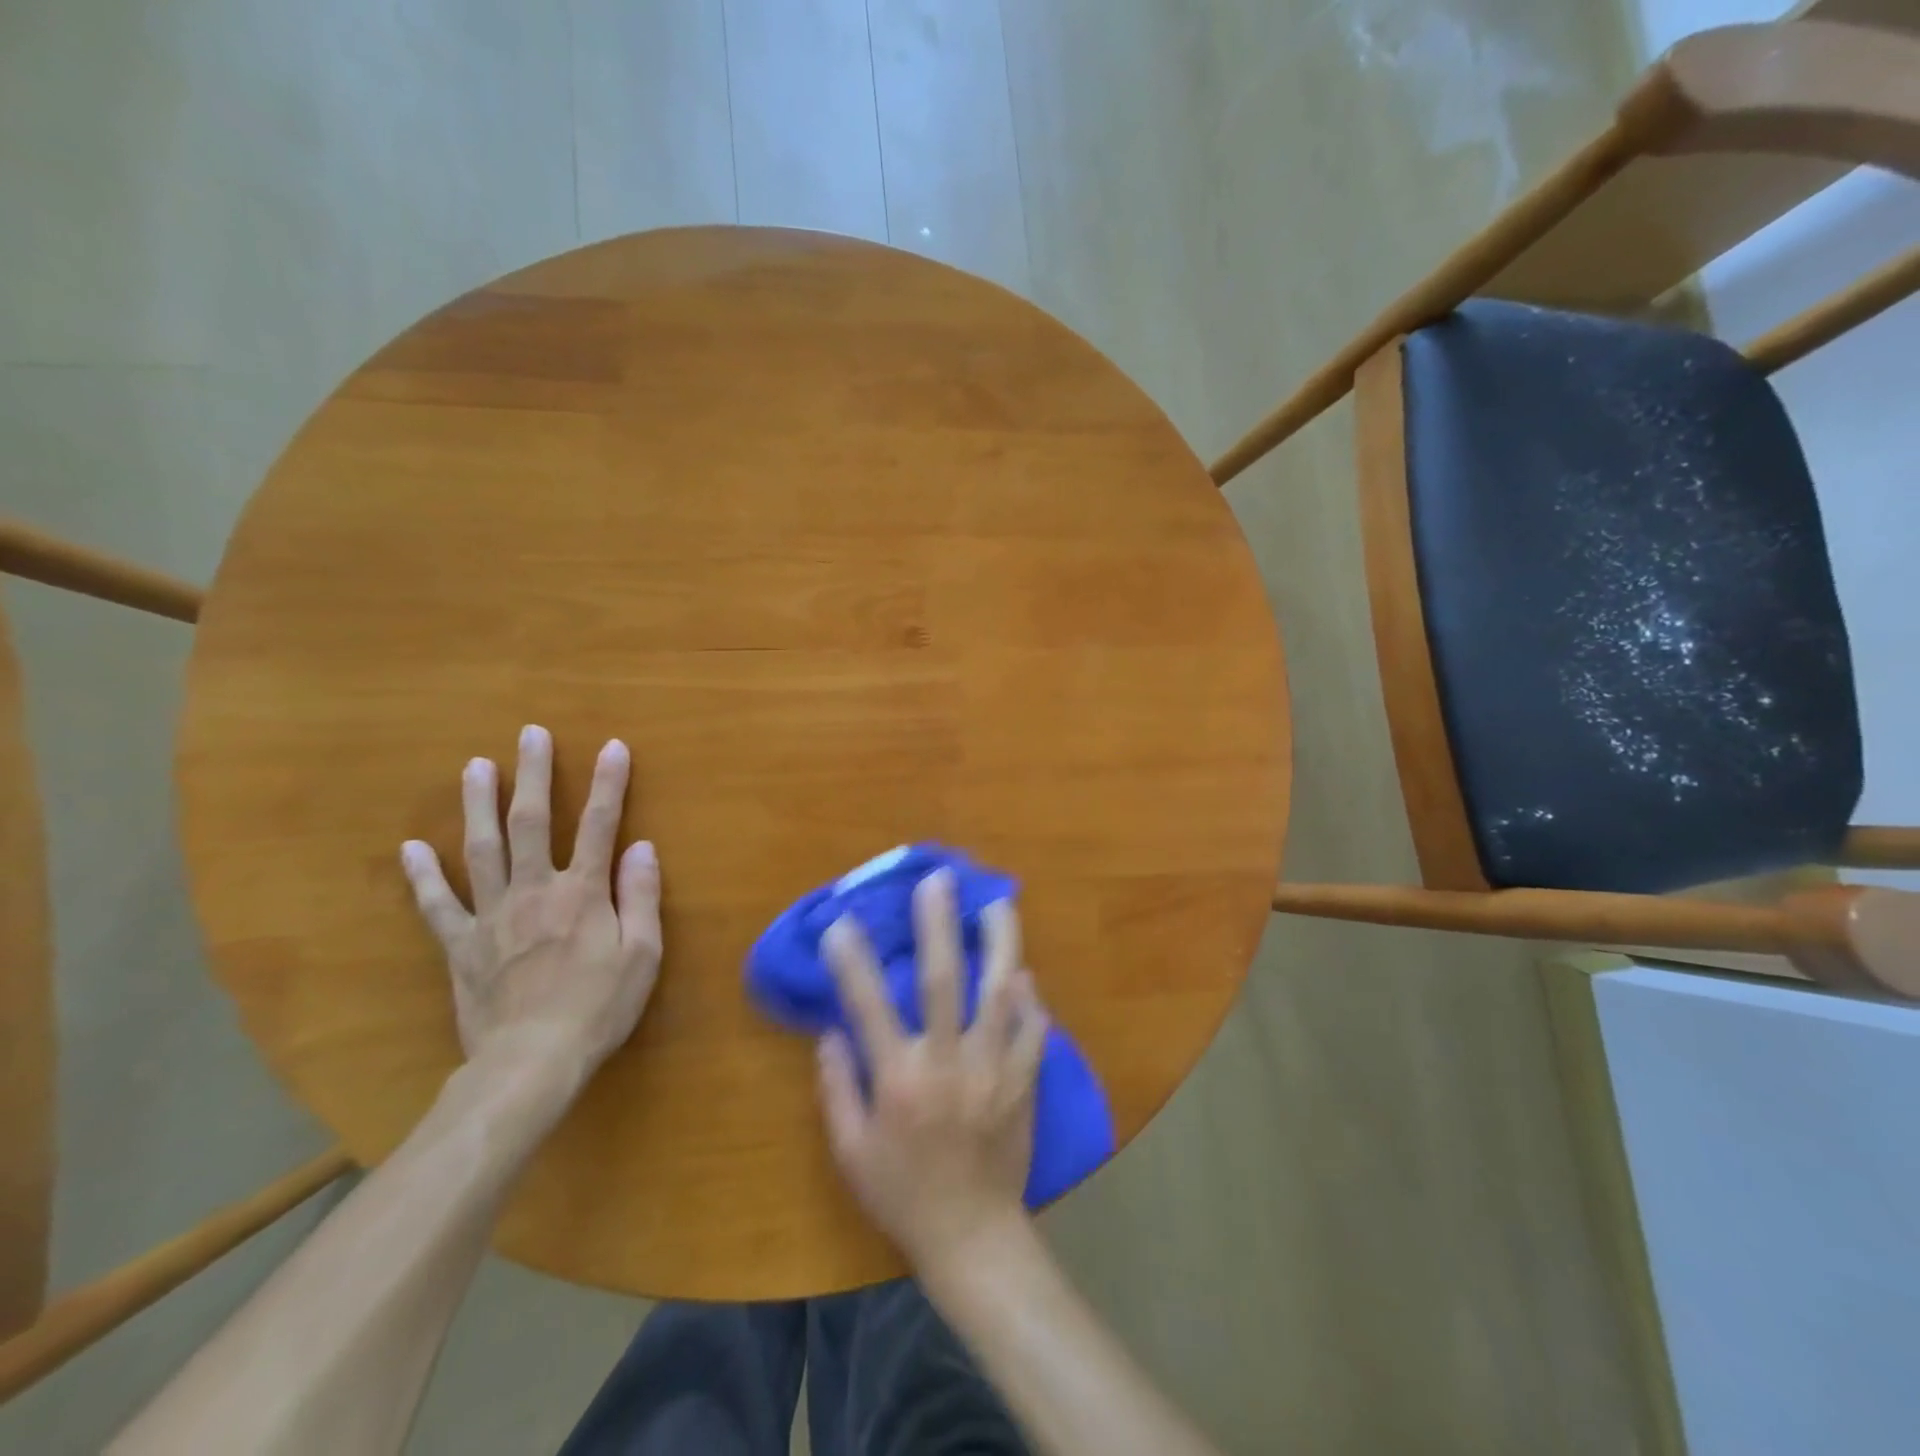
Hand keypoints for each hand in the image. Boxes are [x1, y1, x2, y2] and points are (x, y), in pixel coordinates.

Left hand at [401, 724, 661, 1080]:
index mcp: (583, 893)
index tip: (613, 747)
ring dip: (479, 804)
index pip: (599, 826)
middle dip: (534, 775)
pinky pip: (438, 905)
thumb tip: (642, 847)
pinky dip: (423, 876)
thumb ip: (641, 897)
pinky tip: (412, 847)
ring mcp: (492, 915)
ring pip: (483, 849)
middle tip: (530, 734)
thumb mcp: (642, 954)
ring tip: (475, 766)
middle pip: (531, 822)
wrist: (532, 1062)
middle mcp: (535, 891)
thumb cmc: (599, 1007)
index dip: (608, 784)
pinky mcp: (462, 945)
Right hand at [817, 867, 1048, 1272]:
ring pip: (1000, 994)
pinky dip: (1030, 1000)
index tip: (841, 922)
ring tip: (998, 903)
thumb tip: (831, 1030)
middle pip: (944, 982)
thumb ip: (837, 1087)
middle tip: (939, 880)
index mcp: (899, 1080)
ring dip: (1000, 944)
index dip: (852, 962)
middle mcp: (948, 1064)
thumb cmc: (902, 1193)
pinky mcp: (1024, 1082)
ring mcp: (993, 1070)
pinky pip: (1033, 1030)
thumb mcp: (850, 1152)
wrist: (972, 1236)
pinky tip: (1025, 975)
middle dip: (939, 925)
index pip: (868, 1007)